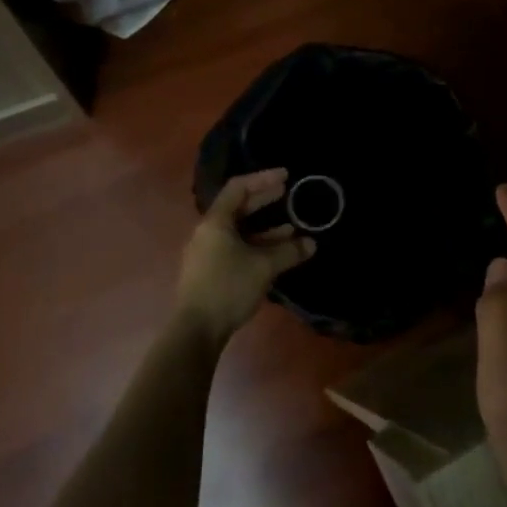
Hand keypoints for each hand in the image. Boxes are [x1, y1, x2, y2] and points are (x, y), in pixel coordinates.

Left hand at [177, 169, 315, 346]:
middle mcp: (208, 231)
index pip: (238, 188)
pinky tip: (276, 252)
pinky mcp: (210, 270)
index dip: (263, 179)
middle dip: (264, 200)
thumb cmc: (228, 288)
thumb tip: (311, 243)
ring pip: (238, 230)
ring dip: (264, 226)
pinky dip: (256, 244)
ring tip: (290, 226)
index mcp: (215, 222)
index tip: (286, 176)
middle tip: (287, 193)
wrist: (196, 330)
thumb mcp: (263, 267)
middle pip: (237, 207)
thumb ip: (288, 251)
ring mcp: (207, 252)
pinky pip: (236, 247)